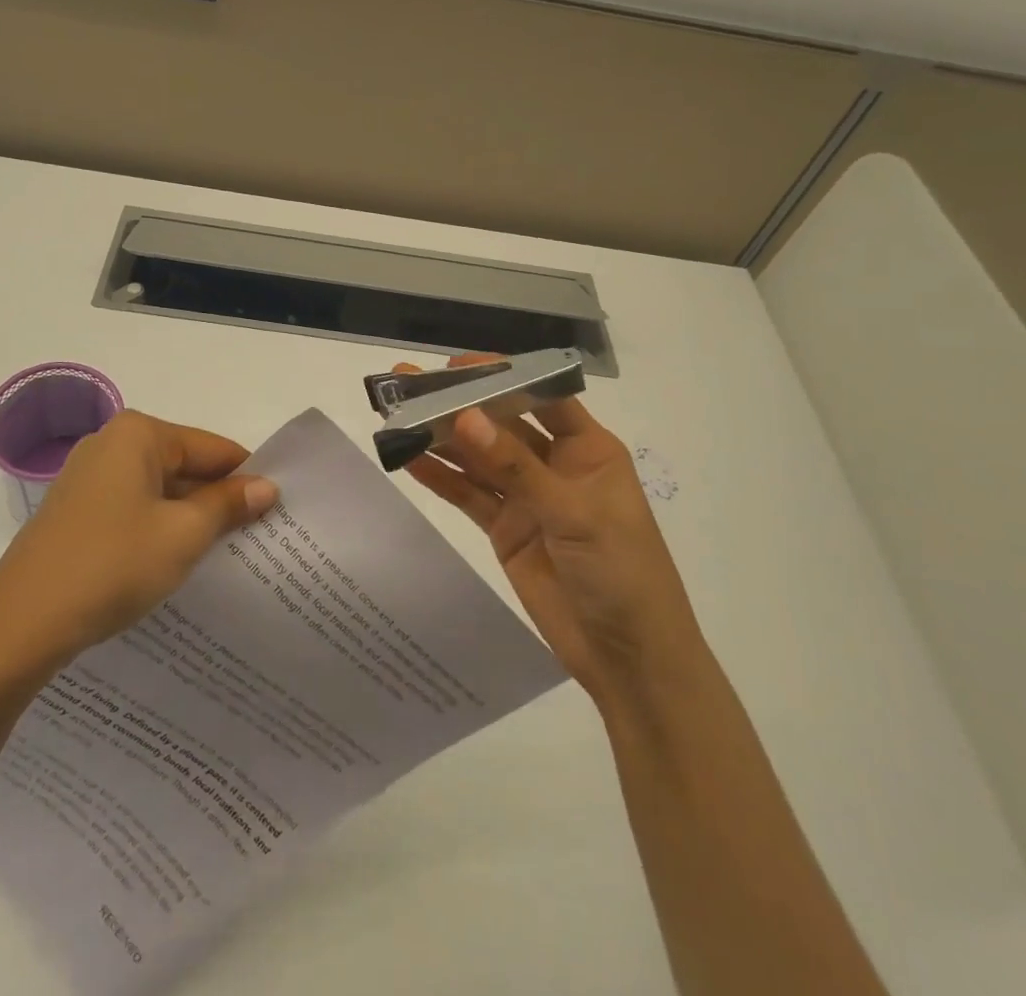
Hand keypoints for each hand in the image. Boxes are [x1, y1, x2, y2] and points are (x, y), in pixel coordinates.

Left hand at [0, 410, 277, 679]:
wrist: (20, 627)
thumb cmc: (112, 566)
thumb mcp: (183, 535)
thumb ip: (228, 505)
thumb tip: (267, 487)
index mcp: (138, 434)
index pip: (213, 448)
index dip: (248, 478)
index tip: (278, 510)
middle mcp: (110, 443)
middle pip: (185, 465)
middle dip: (218, 500)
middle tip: (257, 536)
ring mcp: (87, 477)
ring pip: (159, 490)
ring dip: (189, 518)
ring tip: (224, 553)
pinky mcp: (75, 511)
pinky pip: (133, 508)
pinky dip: (158, 528)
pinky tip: (175, 562)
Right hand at [398, 355, 701, 706]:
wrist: (629, 660)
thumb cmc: (623, 573)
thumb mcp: (574, 514)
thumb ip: (515, 467)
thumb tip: (465, 417)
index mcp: (588, 449)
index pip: (542, 395)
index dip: (501, 374)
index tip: (455, 365)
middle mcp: (554, 464)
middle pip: (500, 423)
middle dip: (459, 404)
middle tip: (409, 384)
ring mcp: (527, 497)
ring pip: (478, 458)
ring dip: (441, 438)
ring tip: (396, 414)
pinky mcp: (505, 529)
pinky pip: (468, 495)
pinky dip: (439, 477)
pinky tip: (406, 458)